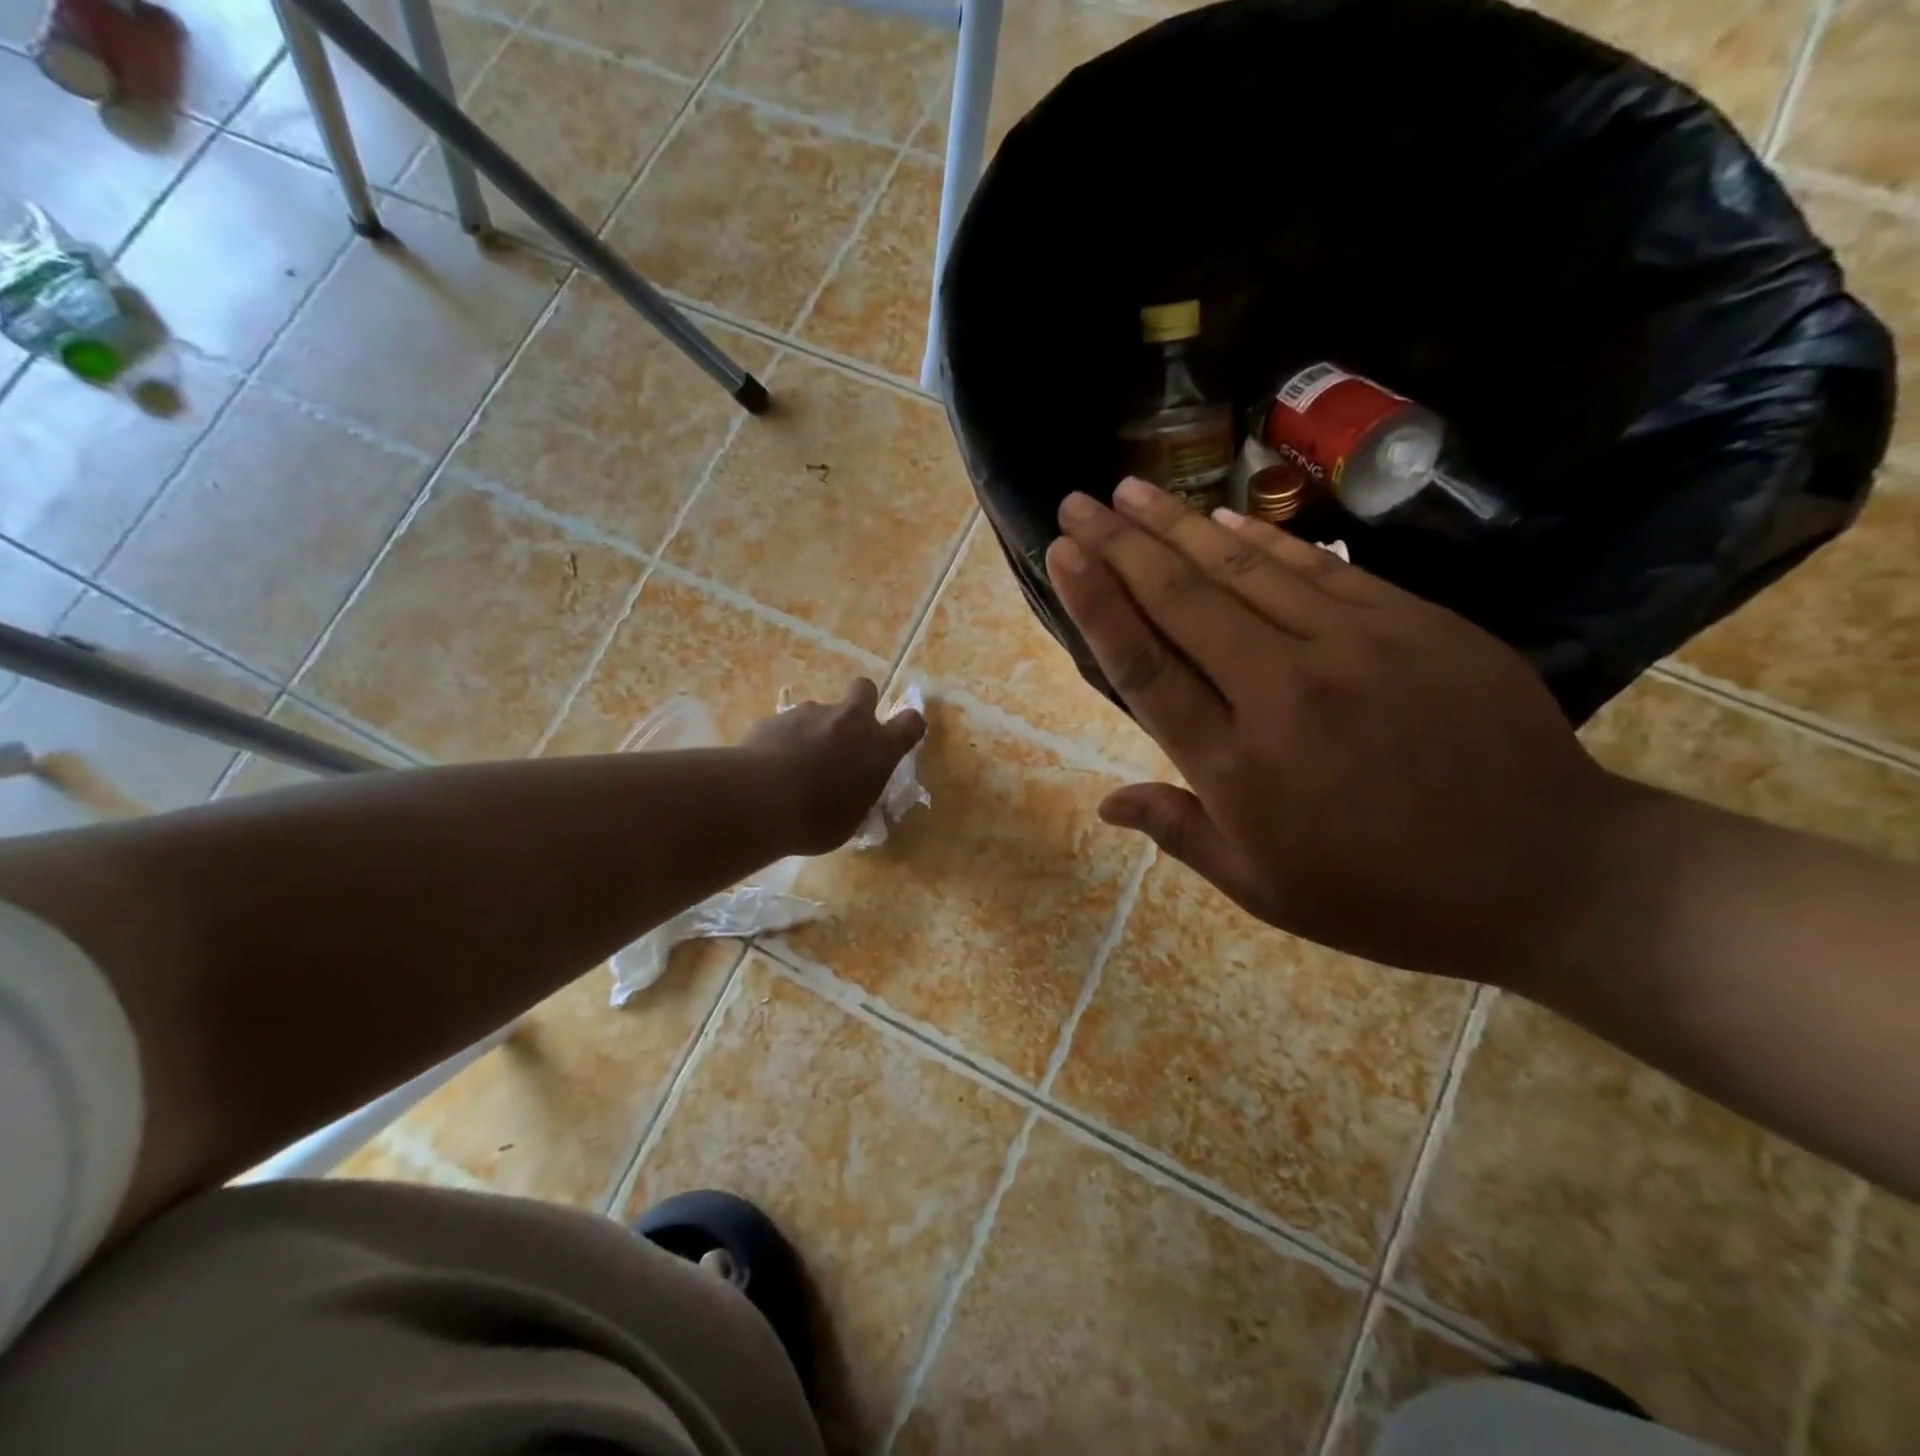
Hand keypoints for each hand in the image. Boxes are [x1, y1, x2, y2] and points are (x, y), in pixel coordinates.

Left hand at [743, 679, 926, 855]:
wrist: (761, 800)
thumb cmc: (817, 819)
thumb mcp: (851, 820)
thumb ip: (859, 799)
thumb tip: (855, 795)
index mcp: (879, 748)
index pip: (911, 723)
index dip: (908, 728)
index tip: (900, 739)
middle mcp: (850, 721)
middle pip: (865, 690)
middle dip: (861, 704)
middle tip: (847, 735)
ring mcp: (812, 713)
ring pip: (821, 711)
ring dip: (817, 729)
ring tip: (798, 763)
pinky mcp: (778, 716)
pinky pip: (789, 724)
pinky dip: (786, 739)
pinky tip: (772, 765)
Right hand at [1045, 478, 1638, 985]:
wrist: (1544, 874)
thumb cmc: (1384, 896)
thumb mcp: (1264, 890)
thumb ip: (1180, 833)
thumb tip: (1106, 803)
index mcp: (1235, 766)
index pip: (1144, 665)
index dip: (1096, 603)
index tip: (1062, 553)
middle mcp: (1279, 692)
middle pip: (1182, 601)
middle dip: (1119, 545)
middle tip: (1078, 502)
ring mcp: (1350, 648)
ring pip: (1242, 571)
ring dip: (1178, 525)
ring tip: (1130, 489)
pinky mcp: (1410, 623)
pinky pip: (1318, 568)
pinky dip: (1261, 538)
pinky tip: (1218, 515)